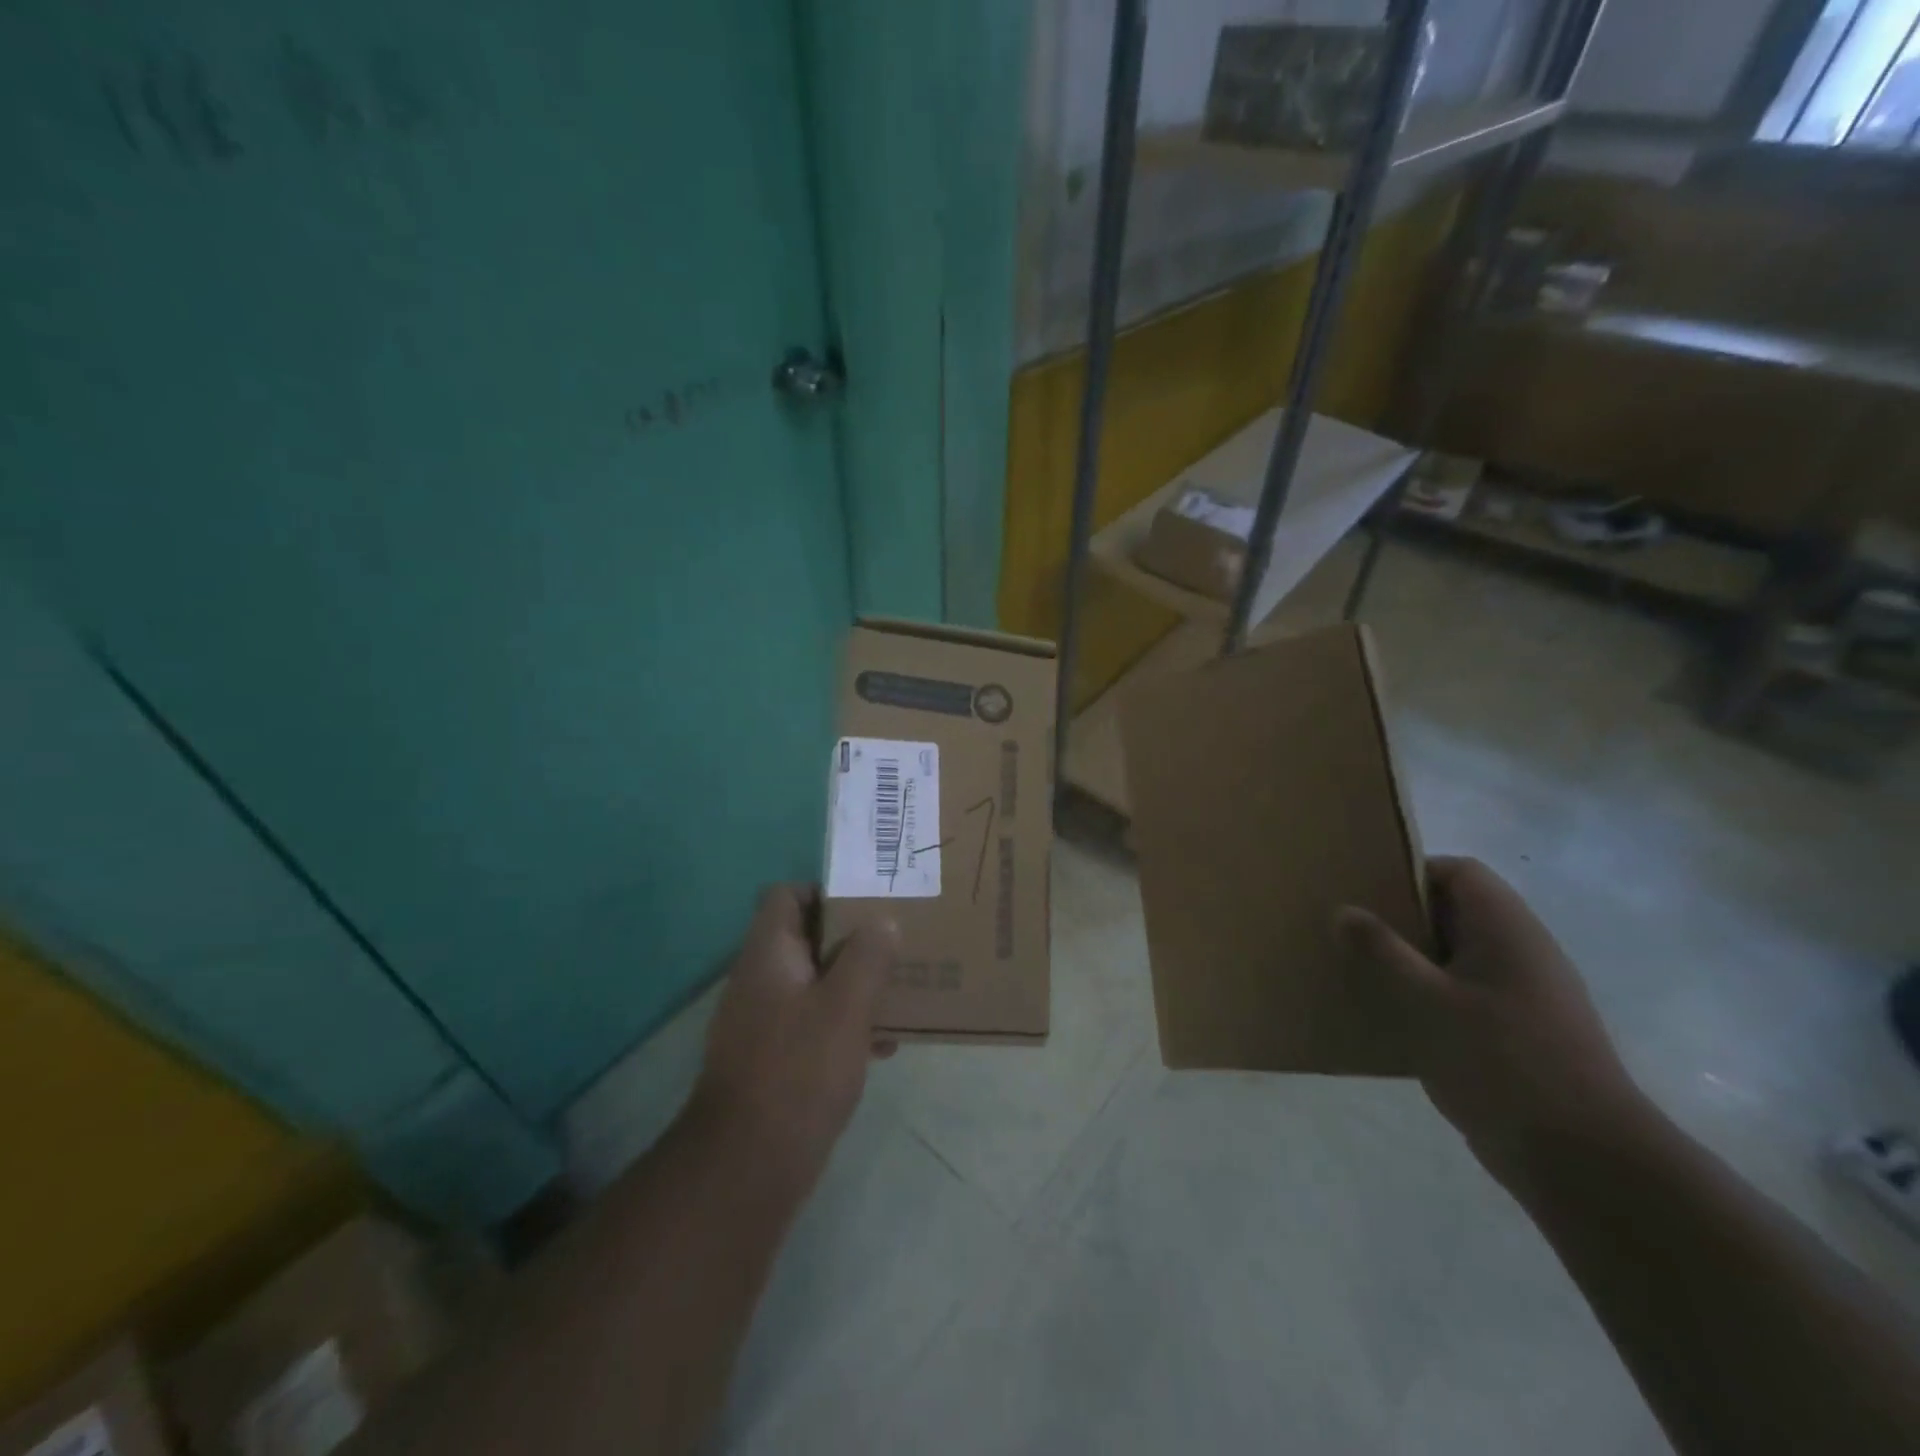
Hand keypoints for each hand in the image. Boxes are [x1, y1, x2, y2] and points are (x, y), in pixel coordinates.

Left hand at [692, 885, 898, 1191]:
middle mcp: (759, 979)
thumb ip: (867, 956)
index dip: (825, 891)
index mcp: (768, 954)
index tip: (868, 905)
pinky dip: (844, 1024)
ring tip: (899, 993)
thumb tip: (882, 921)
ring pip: (814, 982)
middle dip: (852, 941)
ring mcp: (762, 1021)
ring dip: (854, 985)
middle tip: (896, 946)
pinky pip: (812, 1023)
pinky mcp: (772, 1058)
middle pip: (806, 938)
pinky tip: (882, 1047)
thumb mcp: (846, 1005)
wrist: (747, 1165)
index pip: (785, 895)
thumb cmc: (800, 1070)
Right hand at [1337, 857, 1650, 1192]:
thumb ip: (1381, 951)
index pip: (1458, 872)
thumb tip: (1344, 910)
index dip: (1411, 873)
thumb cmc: (1501, 1063)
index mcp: (1507, 930)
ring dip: (1412, 960)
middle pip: (1456, 911)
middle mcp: (1522, 952)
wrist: (1584, 1162)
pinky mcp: (1520, 1033)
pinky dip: (1429, 996)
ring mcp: (1525, 995)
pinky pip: (1464, 994)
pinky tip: (1396, 1020)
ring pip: (1457, 956)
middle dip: (1402, 918)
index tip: (1365, 894)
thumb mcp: (1425, 1001)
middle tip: (1352, 932)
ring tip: (1363, 974)